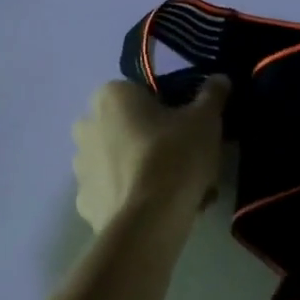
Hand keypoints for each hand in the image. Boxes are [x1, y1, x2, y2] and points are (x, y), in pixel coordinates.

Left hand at [72, 78, 229, 231]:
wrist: (149, 220)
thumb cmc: (175, 156)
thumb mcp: (205, 120)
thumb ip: (211, 95)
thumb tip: (220, 78)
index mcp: (111, 96)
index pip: (141, 93)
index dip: (168, 109)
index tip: (188, 128)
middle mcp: (87, 125)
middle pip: (126, 126)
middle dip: (149, 138)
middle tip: (183, 157)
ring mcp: (79, 167)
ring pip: (118, 160)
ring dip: (139, 168)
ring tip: (175, 189)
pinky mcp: (83, 202)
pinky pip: (112, 192)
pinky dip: (130, 196)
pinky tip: (157, 208)